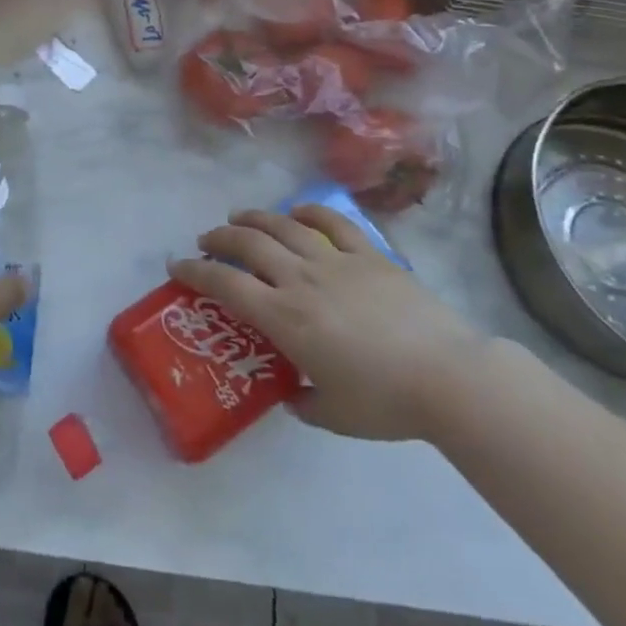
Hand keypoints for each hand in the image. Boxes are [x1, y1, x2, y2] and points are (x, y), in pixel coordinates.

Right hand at [170, 205, 485, 439]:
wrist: (447, 376)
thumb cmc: (384, 401)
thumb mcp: (332, 414)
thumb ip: (302, 400)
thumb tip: (292, 392)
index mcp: (285, 318)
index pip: (226, 285)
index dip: (196, 272)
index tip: (177, 266)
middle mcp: (301, 279)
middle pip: (249, 244)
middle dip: (220, 237)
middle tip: (207, 240)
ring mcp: (336, 261)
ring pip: (283, 226)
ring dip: (255, 217)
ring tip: (239, 217)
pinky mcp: (369, 254)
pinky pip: (333, 222)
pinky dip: (309, 212)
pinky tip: (297, 211)